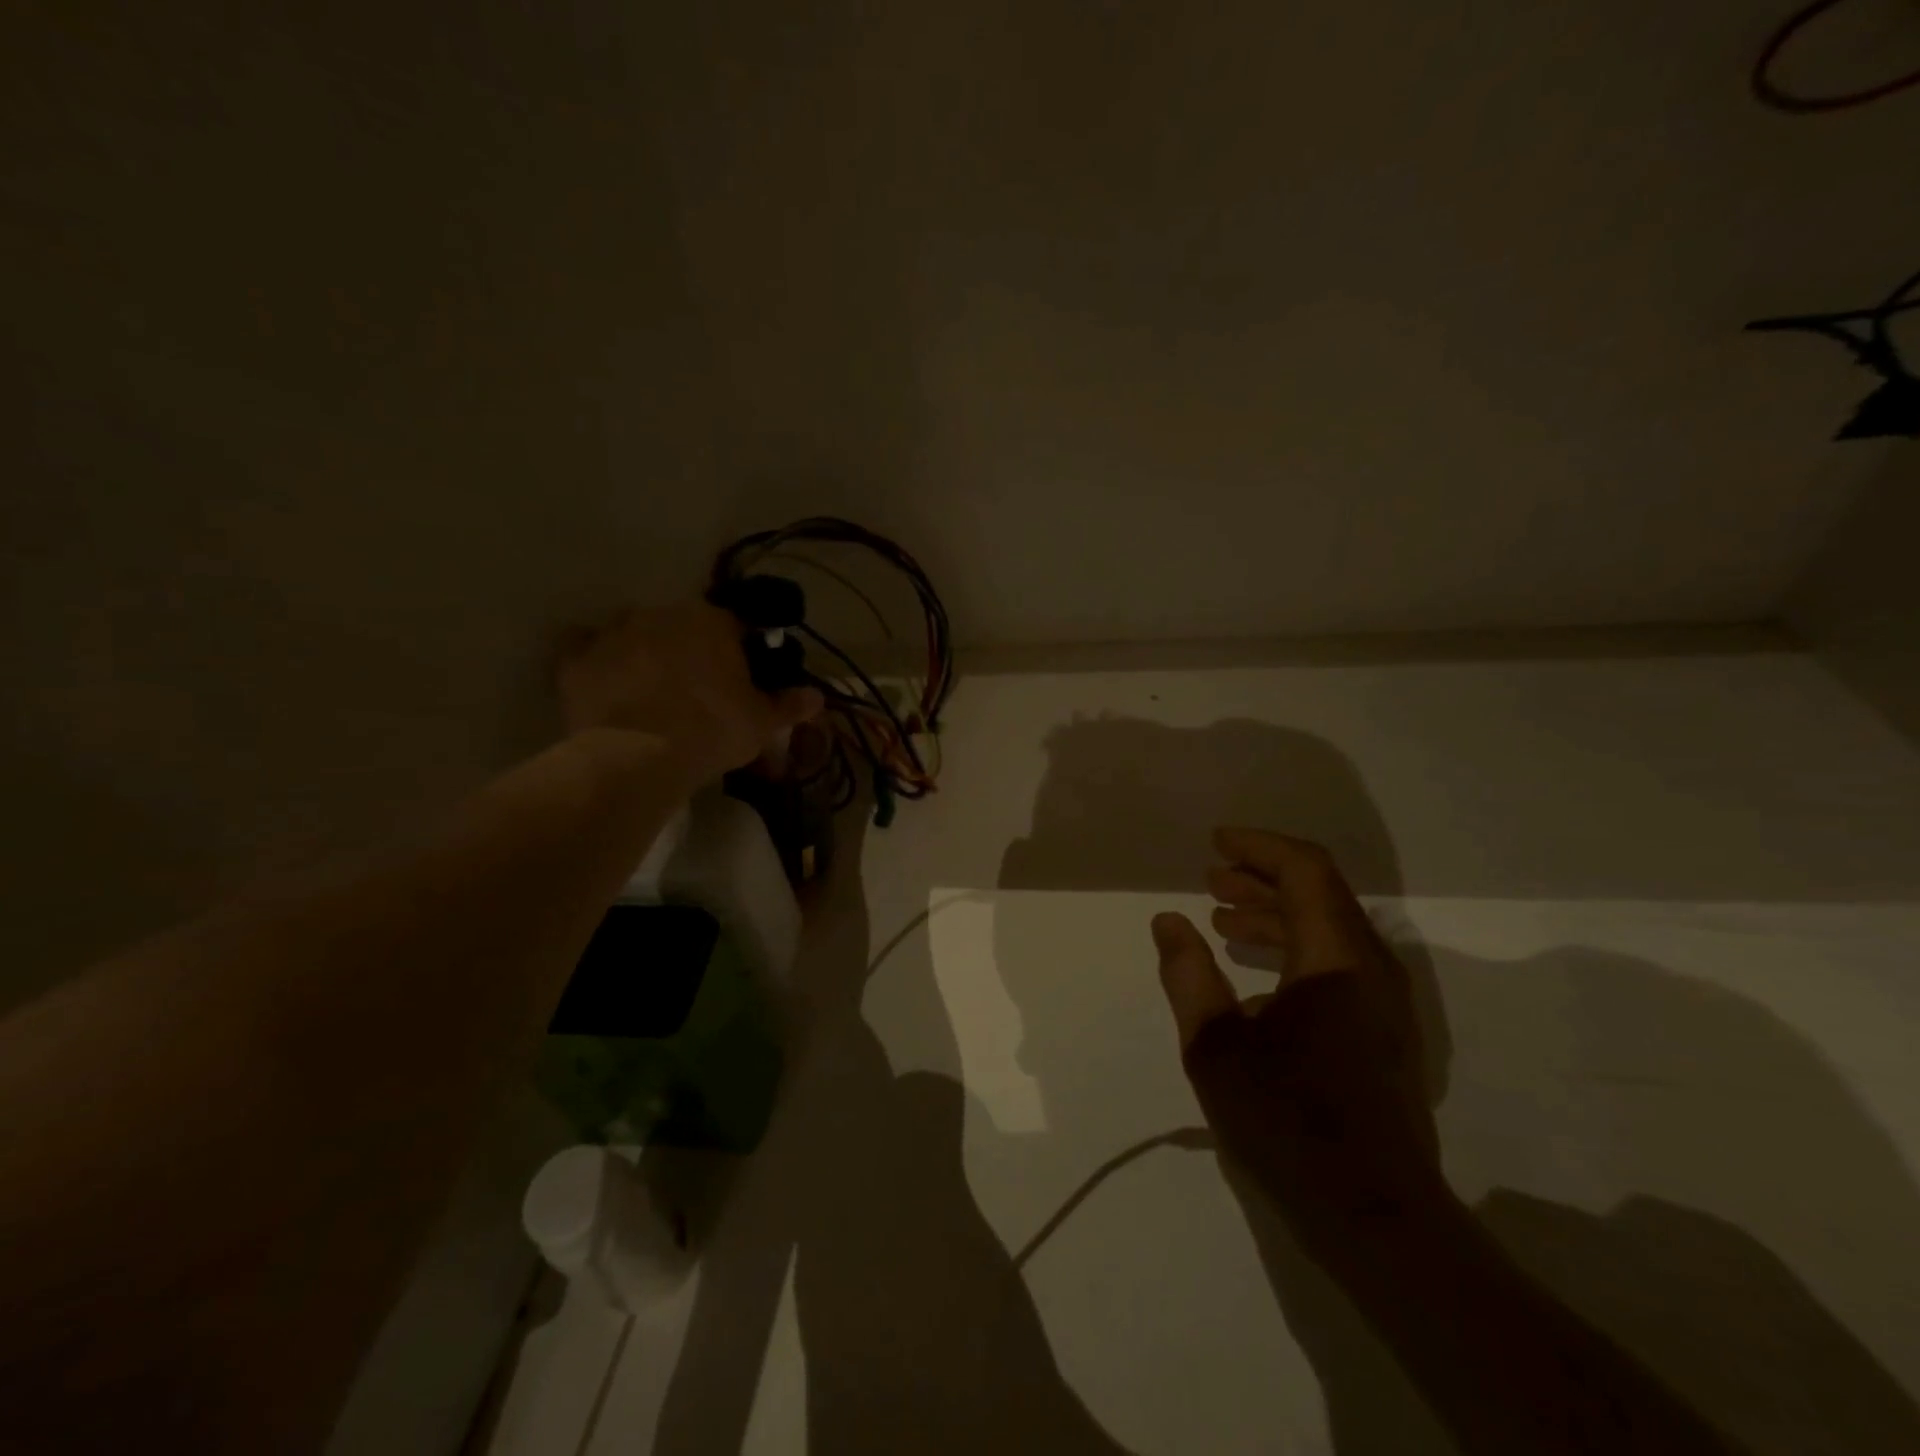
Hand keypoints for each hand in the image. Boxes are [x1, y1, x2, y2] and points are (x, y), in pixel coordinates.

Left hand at [555, 602, 822, 784]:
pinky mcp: (576, 659)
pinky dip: (599, 663)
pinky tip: (609, 686)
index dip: (740, 648)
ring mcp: (614, 632)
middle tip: (697, 686)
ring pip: (636, 632)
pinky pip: (588, 651)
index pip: (734, 623)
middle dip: (690, 647)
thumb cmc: (710, 731)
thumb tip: (818, 696)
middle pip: (682, 624)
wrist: (637, 757)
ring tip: (652, 689)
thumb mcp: (761, 723)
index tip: (741, 675)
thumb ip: (790, 705)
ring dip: (645, 651)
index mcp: (711, 621)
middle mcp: (661, 614)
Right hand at [1151, 827, 1442, 1249]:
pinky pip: (1336, 962)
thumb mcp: (1215, 1047)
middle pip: (1320, 893)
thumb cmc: (1288, 1121)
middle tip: (1211, 879)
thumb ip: (1188, 975)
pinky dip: (1293, 948)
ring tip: (1223, 920)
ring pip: (1328, 929)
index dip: (1259, 847)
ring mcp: (1384, 1001)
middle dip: (1261, 879)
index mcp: (1335, 959)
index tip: (1215, 844)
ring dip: (1275, 914)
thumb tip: (1168, 922)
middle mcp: (1370, 967)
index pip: (1305, 870)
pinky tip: (1254, 973)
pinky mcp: (1383, 1031)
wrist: (1375, 1216)